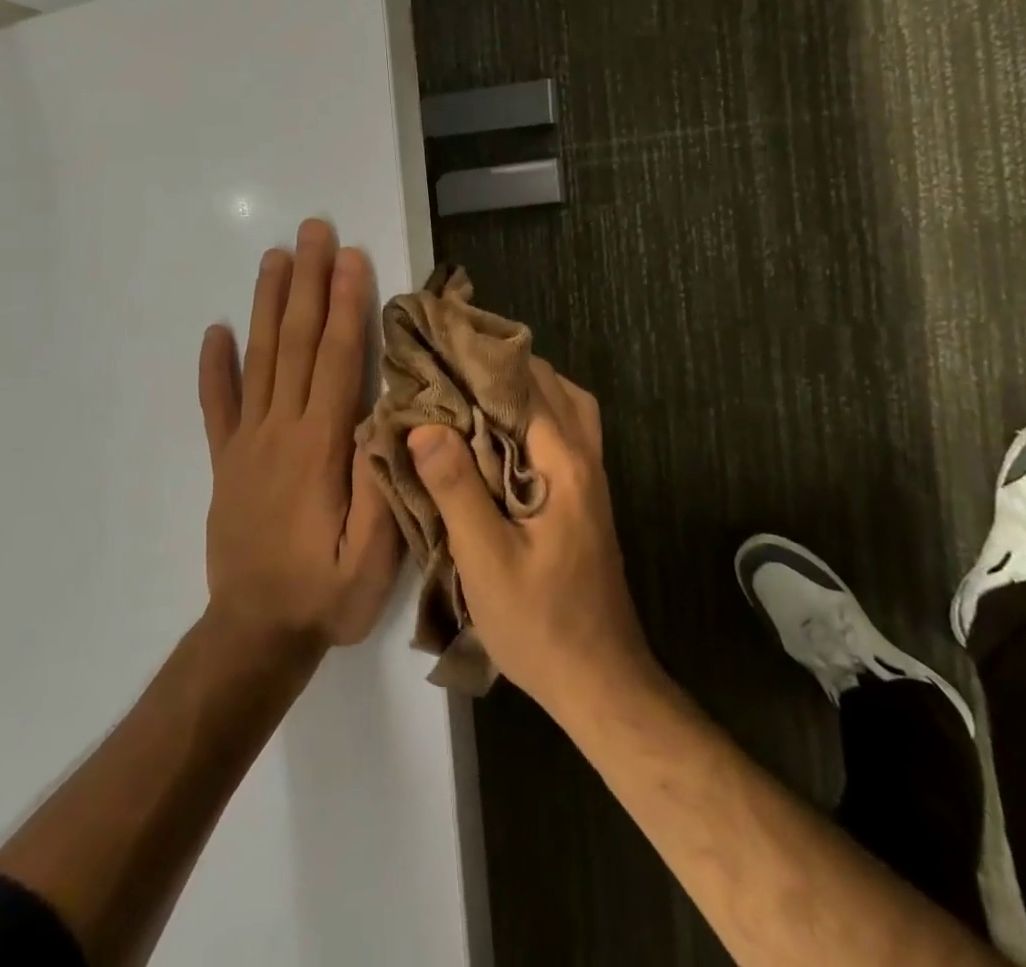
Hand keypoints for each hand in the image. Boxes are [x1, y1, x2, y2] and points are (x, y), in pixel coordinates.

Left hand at [197, 219, 402, 654]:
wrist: (254, 636)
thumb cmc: (324, 596)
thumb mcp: (373, 556)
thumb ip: (382, 483)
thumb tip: (387, 413)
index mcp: (319, 447)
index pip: (335, 359)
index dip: (344, 304)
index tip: (349, 257)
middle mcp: (279, 430)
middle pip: (295, 342)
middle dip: (307, 282)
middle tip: (312, 231)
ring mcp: (246, 443)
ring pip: (258, 360)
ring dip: (267, 305)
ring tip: (274, 258)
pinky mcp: (226, 462)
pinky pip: (217, 406)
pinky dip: (214, 367)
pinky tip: (214, 332)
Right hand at [408, 359, 652, 719]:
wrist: (599, 680)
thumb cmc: (540, 623)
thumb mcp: (486, 560)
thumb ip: (456, 489)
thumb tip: (425, 426)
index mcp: (566, 465)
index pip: (527, 386)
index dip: (483, 360)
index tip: (443, 344)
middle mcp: (585, 459)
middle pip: (552, 387)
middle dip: (502, 366)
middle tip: (451, 363)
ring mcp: (591, 479)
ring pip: (564, 408)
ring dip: (523, 390)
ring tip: (472, 391)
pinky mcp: (584, 498)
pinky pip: (563, 433)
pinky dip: (532, 416)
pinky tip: (495, 436)